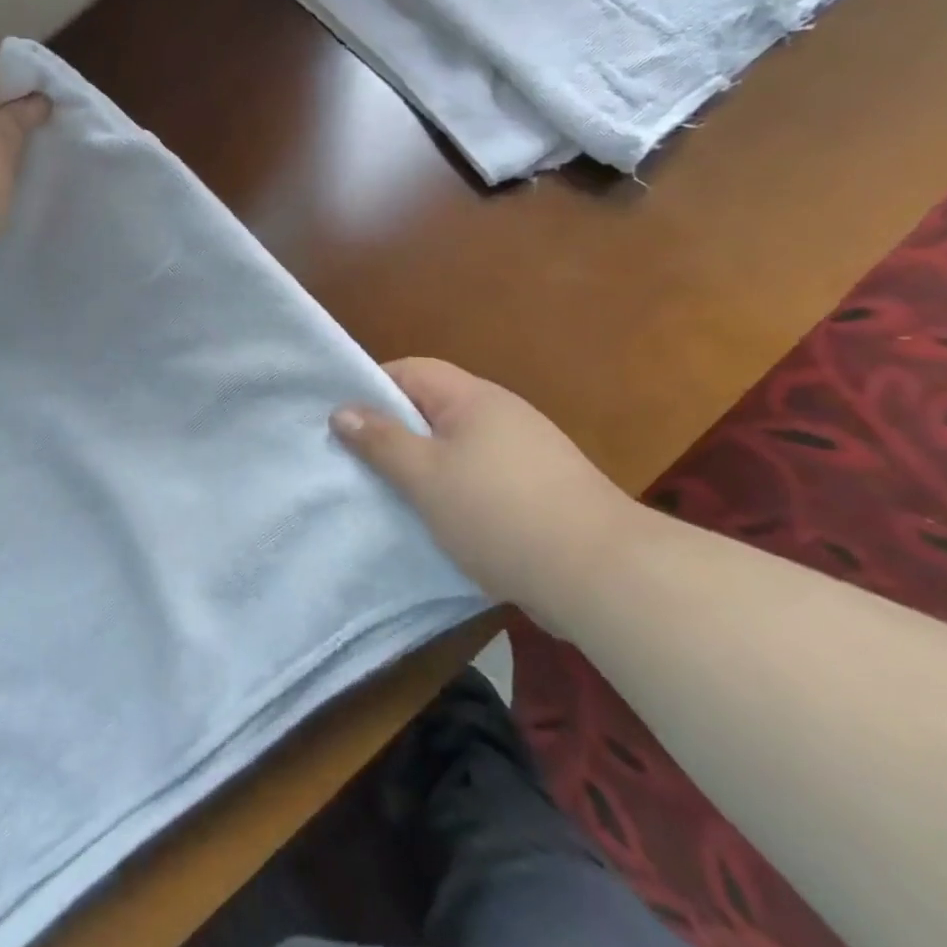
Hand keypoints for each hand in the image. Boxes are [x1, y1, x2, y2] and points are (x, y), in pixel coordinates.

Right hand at [332, 359, 640, 627]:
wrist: (605, 576)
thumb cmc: (499, 514)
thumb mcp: (425, 477)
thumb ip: (381, 441)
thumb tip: (341, 410)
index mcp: (473, 398)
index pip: (411, 370)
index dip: (373, 388)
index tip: (345, 422)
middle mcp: (502, 412)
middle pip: (434, 406)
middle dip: (396, 430)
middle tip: (363, 462)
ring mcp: (529, 450)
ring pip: (458, 443)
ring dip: (426, 463)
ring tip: (398, 495)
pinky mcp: (544, 487)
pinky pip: (484, 472)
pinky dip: (458, 487)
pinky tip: (448, 519)